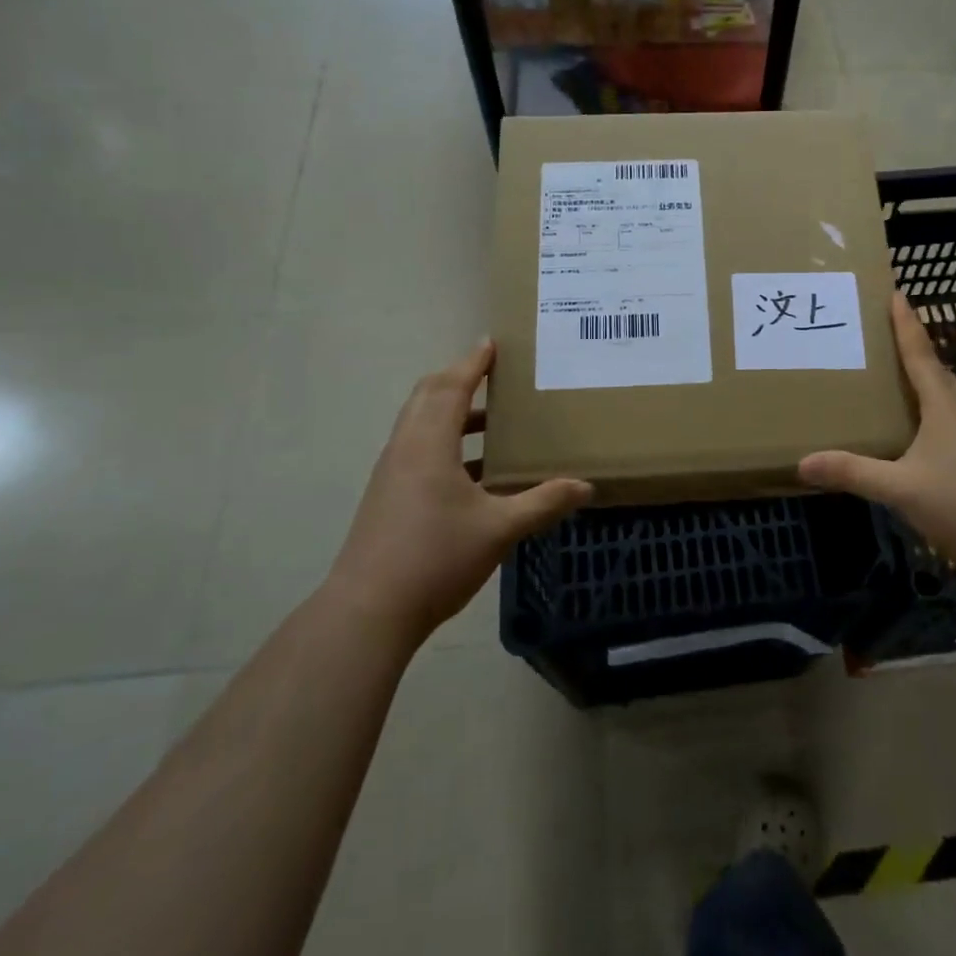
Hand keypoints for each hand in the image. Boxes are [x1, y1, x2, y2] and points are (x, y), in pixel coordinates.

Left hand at [329, 340, 592, 640]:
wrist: (368, 612)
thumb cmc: (435, 558)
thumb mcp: (499, 529)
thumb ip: (543, 503)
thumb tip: (587, 487)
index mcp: (429, 443)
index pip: (452, 387)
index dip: (473, 363)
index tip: (492, 342)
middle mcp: (405, 448)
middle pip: (428, 396)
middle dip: (459, 378)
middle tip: (493, 373)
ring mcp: (392, 473)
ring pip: (421, 423)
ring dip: (453, 412)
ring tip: (494, 420)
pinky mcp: (388, 496)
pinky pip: (418, 449)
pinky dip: (446, 441)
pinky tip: (475, 471)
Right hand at [799, 294, 955, 582]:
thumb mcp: (900, 489)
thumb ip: (853, 473)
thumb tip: (803, 463)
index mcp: (946, 404)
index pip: (920, 353)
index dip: (906, 324)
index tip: (897, 293)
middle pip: (937, 371)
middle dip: (912, 353)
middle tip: (881, 342)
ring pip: (950, 397)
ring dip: (926, 385)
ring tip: (896, 386)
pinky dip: (936, 413)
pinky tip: (923, 435)